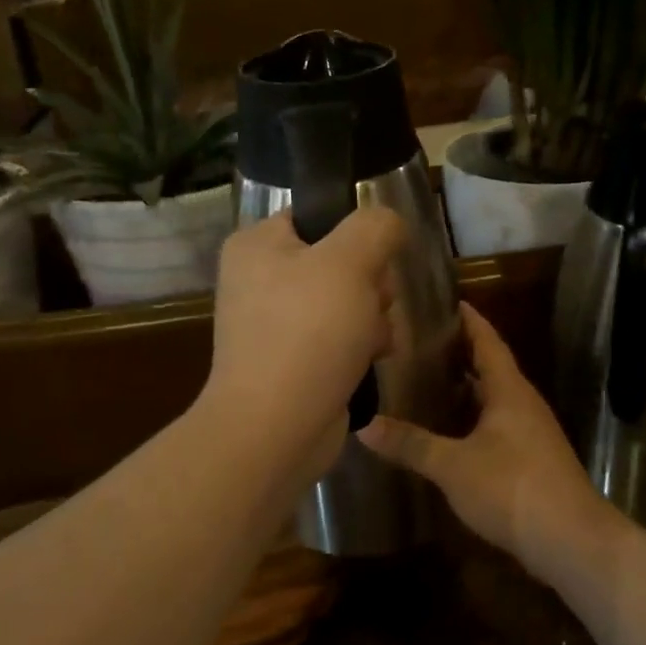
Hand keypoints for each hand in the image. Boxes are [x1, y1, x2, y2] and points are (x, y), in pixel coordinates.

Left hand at [201, 208, 406, 481]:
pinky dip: (359, 348)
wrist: (276, 428)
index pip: (319, 216)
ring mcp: (275, 323)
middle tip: (372, 305)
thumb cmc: (308, 333)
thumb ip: (376, 227)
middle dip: (370, 285)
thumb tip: (388, 223)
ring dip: (372, 319)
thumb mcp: (350, 262)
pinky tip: (368, 361)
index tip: (374, 260)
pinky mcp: (292, 360)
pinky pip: (339, 338)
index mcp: (257, 245)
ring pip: (348, 302)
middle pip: (340, 261)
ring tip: (370, 342)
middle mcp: (260, 279)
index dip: (356, 235)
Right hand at [359, 304, 620, 583]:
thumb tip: (364, 426)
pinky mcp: (531, 461)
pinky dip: (472, 419)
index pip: (488, 342)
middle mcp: (524, 405)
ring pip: (494, 399)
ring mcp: (531, 434)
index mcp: (510, 391)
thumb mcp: (453, 465)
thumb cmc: (512, 488)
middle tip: (421, 342)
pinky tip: (449, 431)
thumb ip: (411, 444)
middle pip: (491, 368)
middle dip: (461, 353)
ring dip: (466, 388)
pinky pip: (497, 425)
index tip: (447, 300)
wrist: (571, 541)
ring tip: (427, 381)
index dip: (469, 320)